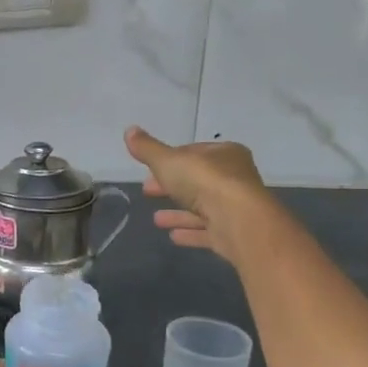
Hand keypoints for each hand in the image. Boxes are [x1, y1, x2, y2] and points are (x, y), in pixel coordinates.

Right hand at [125, 126, 279, 265]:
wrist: (238, 220)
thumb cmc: (204, 181)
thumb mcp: (168, 160)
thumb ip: (148, 149)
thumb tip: (129, 130)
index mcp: (225, 154)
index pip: (194, 153)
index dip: (170, 160)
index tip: (149, 170)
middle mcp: (235, 178)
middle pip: (197, 181)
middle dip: (171, 187)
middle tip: (147, 191)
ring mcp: (236, 207)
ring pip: (202, 208)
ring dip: (179, 213)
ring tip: (155, 219)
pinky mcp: (234, 233)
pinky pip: (208, 231)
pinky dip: (191, 232)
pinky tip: (173, 236)